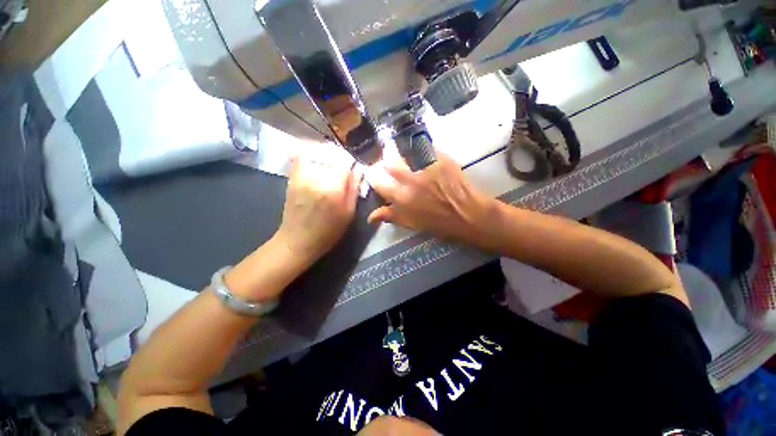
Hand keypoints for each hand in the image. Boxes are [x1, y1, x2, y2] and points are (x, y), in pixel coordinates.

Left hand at [274, 157, 360, 267]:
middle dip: (340, 160)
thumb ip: (354, 188)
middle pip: (331, 154)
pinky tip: (317, 164)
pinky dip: (309, 154)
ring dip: (327, 156)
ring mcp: (301, 174)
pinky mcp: (292, 176)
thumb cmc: (328, 231)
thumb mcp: (349, 213)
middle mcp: (316, 176)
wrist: (297, 240)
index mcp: (332, 187)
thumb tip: (359, 170)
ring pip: (317, 152)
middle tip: (343, 171)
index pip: (345, 161)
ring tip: (330, 168)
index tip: (354, 172)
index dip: (352, 164)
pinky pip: (300, 155)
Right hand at [366, 152, 494, 243]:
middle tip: (391, 165)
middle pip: (390, 163)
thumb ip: (390, 216)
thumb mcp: (411, 223)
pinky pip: (423, 147)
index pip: (379, 182)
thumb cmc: (438, 222)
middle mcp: (410, 180)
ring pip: (405, 152)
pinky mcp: (439, 158)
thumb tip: (370, 216)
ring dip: (402, 154)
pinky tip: (421, 152)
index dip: (374, 177)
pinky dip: (419, 149)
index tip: (375, 175)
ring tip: (406, 157)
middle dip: (387, 163)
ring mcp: (426, 167)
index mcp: (402, 198)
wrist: (467, 213)